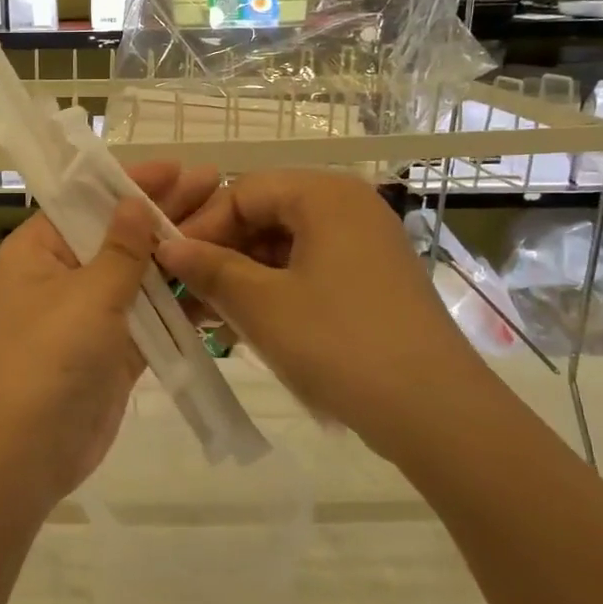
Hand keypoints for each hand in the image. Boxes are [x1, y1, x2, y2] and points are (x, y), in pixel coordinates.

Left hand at [0, 162, 220, 509]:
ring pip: (138, 276)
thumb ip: (121, 249)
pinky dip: (179, 304)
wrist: (28, 453)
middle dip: (165, 213)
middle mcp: (61, 276)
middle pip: (118, 235)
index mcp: (38, 251)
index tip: (179, 167)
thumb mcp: (87, 295)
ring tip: (228, 227)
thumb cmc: (49, 360)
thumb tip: (134, 202)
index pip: (87, 203)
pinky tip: (218, 283)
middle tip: (218, 187)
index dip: (133, 183)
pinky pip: (149, 316)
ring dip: (178, 256)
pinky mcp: (113, 349)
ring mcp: (88, 315)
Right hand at [156, 170, 492, 459]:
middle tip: (184, 294)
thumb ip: (209, 268)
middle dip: (219, 254)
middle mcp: (348, 207)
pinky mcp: (370, 282)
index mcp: (324, 195)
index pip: (241, 191)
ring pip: (282, 248)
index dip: (199, 226)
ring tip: (207, 318)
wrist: (435, 413)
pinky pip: (306, 272)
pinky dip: (271, 293)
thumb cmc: (338, 343)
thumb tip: (167, 248)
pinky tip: (242, 329)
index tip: (168, 265)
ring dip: (240, 278)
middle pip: (263, 216)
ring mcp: (363, 246)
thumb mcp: (261, 304)